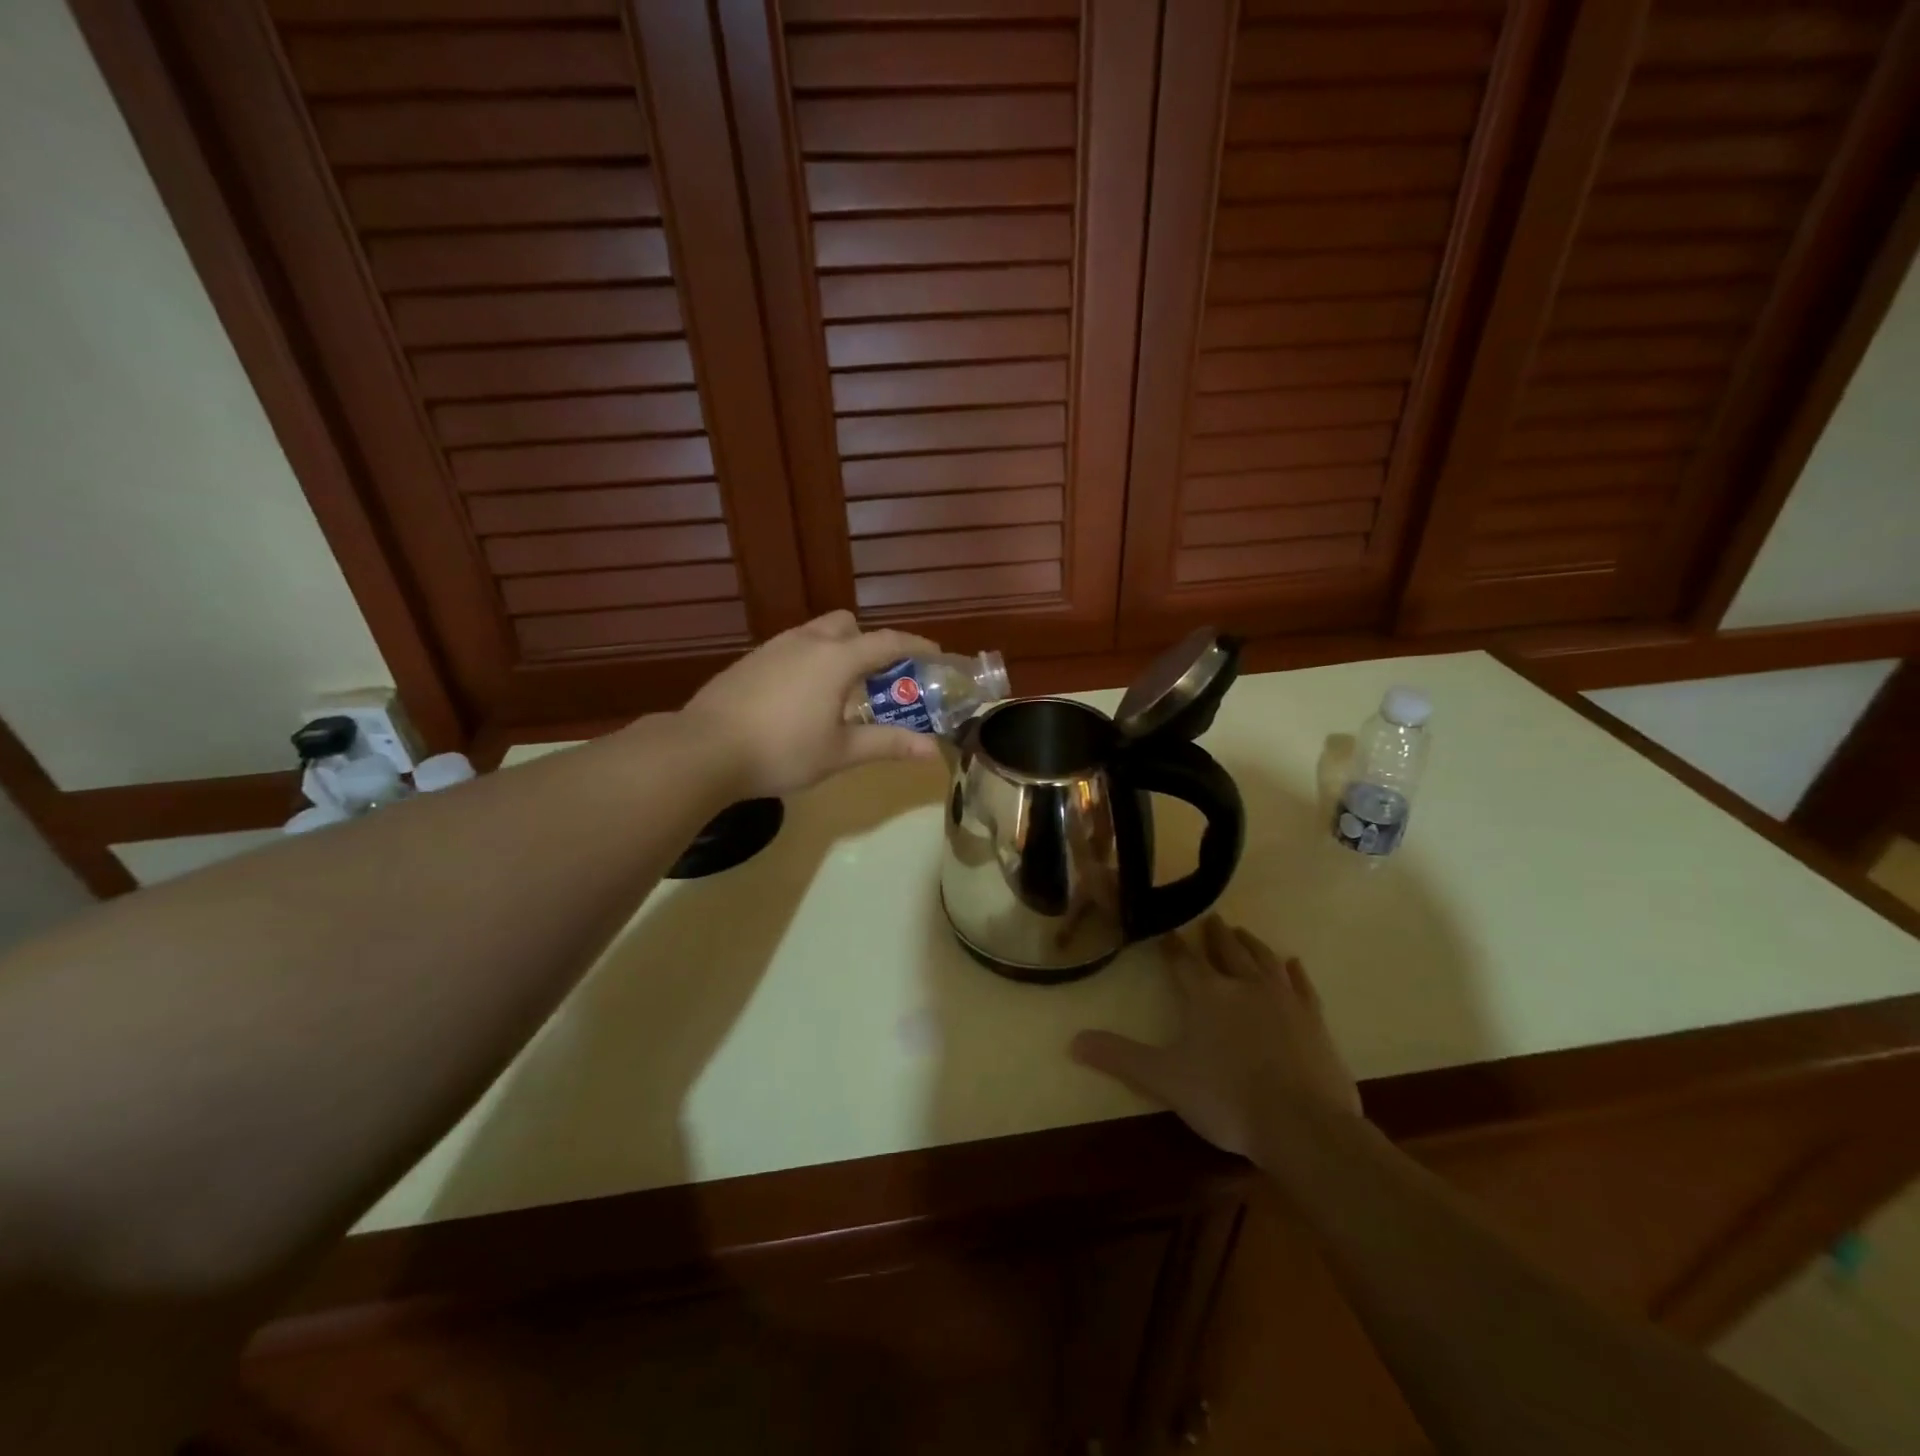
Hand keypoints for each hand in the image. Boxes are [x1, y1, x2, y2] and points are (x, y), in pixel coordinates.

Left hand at [679, 611, 943, 798]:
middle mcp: (806, 642)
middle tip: (876, 679)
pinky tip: (797, 700)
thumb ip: (887, 744)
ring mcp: (772, 648)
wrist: (703, 749)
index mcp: (836, 658)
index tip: (934, 654)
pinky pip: (789, 650)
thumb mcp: (840, 752)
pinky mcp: (748, 662)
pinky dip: (807, 663)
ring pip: (815, 635)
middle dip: (867, 643)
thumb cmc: (782, 750)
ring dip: (835, 652)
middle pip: (847, 625)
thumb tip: (931, 749)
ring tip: (838, 693)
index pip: (887, 641)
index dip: (915, 645)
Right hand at [1071, 917, 1360, 1157]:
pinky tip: (1292, 963)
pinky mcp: (1314, 1020)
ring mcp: (1283, 1000)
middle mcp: (1244, 985)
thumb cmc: (1227, 1099)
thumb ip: (1119, 1057)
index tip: (1164, 932)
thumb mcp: (1164, 1080)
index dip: (1171, 946)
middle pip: (1226, 950)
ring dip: (1250, 943)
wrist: (1303, 1127)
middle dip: (1215, 934)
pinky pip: (1302, 986)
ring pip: (1263, 959)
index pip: (1182, 960)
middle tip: (1210, 918)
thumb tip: (1072, 1041)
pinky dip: (1295, 972)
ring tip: (1242, 932)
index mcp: (1206, 994)